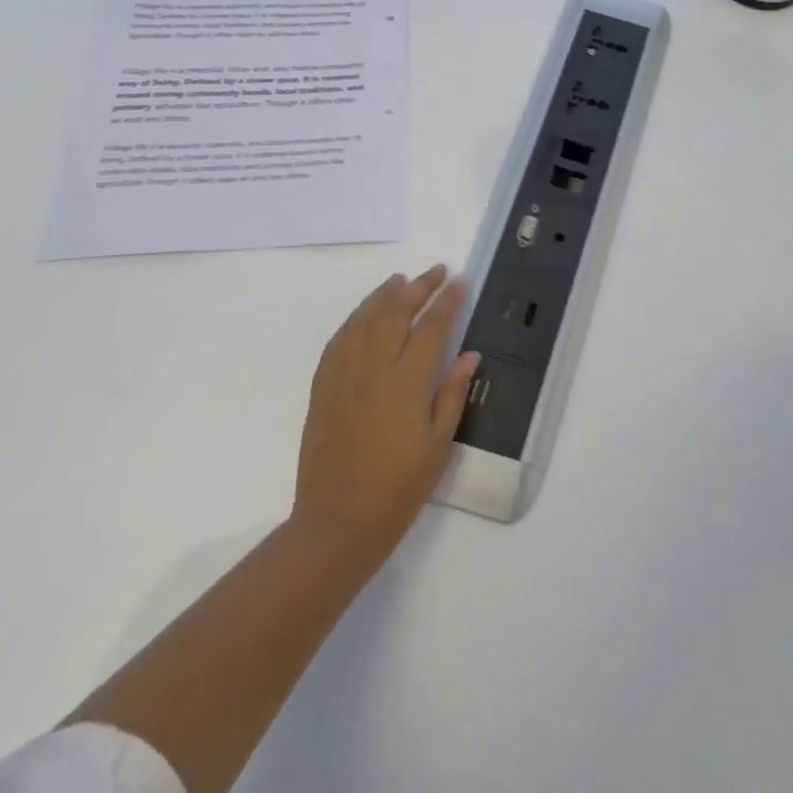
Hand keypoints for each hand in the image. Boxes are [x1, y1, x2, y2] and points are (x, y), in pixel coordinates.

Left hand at [293, 265, 478, 570]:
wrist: (338, 521)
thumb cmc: (399, 487)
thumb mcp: (439, 443)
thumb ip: (452, 392)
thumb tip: (470, 354)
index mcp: (407, 381)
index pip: (432, 327)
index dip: (447, 301)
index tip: (460, 281)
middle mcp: (373, 368)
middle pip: (395, 312)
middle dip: (418, 287)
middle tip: (436, 271)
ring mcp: (343, 376)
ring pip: (363, 320)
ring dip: (384, 295)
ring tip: (401, 280)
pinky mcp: (322, 388)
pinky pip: (338, 341)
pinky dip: (355, 319)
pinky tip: (364, 315)